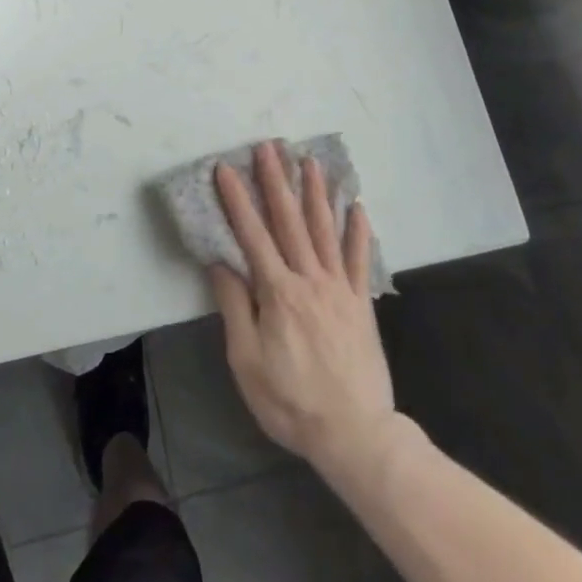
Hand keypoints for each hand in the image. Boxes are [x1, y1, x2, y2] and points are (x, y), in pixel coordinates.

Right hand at [209, 142, 397, 478]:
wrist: (355, 434)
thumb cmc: (291, 401)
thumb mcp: (247, 362)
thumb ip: (235, 308)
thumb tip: (221, 263)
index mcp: (278, 292)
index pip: (252, 235)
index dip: (238, 199)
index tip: (226, 168)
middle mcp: (309, 279)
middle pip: (290, 221)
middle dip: (276, 181)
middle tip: (269, 146)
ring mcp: (340, 288)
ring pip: (325, 230)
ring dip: (316, 193)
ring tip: (310, 161)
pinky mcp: (361, 303)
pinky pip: (360, 260)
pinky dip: (359, 231)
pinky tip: (358, 206)